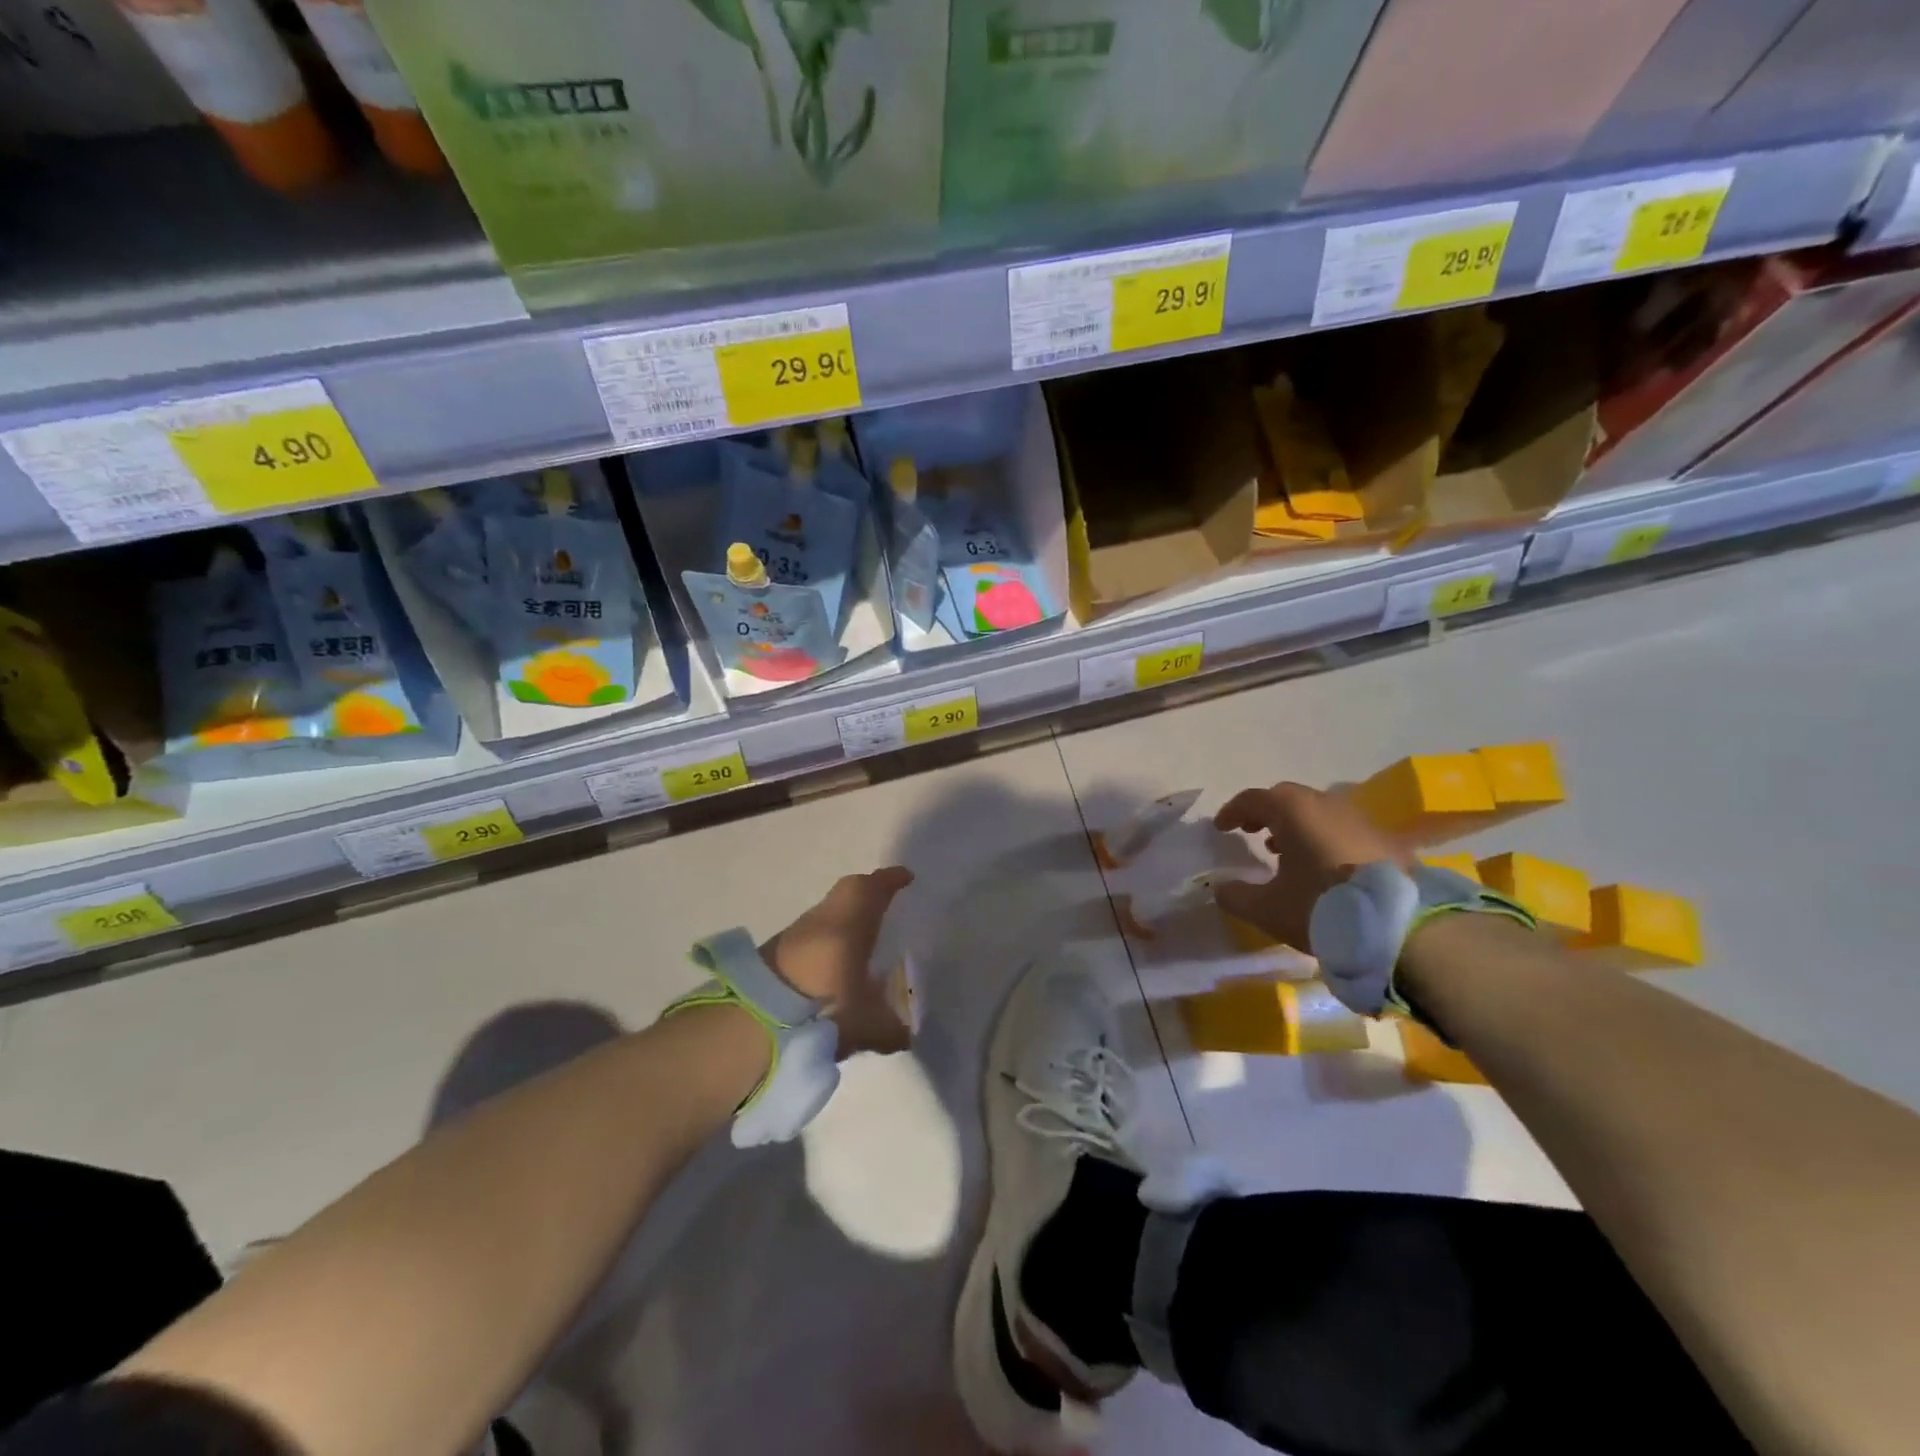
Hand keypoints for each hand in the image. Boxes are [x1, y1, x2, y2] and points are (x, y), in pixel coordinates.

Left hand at [763, 866, 914, 1057]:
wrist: (752, 1023)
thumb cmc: (822, 1009)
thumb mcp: (867, 1025)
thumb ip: (891, 1029)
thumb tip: (905, 1035)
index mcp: (850, 922)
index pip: (874, 889)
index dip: (891, 881)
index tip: (905, 878)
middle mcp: (823, 919)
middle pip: (849, 892)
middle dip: (869, 893)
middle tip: (886, 904)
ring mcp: (794, 935)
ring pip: (827, 914)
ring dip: (846, 919)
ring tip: (862, 940)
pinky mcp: (774, 954)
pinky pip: (811, 936)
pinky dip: (827, 941)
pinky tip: (834, 968)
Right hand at [1211, 783, 1404, 951]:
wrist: (1403, 926)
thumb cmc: (1323, 906)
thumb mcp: (1267, 908)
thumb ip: (1236, 896)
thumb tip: (1219, 888)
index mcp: (1292, 810)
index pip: (1253, 799)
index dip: (1233, 811)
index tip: (1221, 827)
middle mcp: (1326, 804)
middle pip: (1287, 799)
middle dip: (1265, 813)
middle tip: (1251, 833)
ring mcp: (1359, 820)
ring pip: (1317, 813)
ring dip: (1296, 826)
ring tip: (1284, 852)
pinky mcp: (1385, 841)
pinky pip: (1342, 830)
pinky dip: (1322, 839)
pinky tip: (1321, 868)